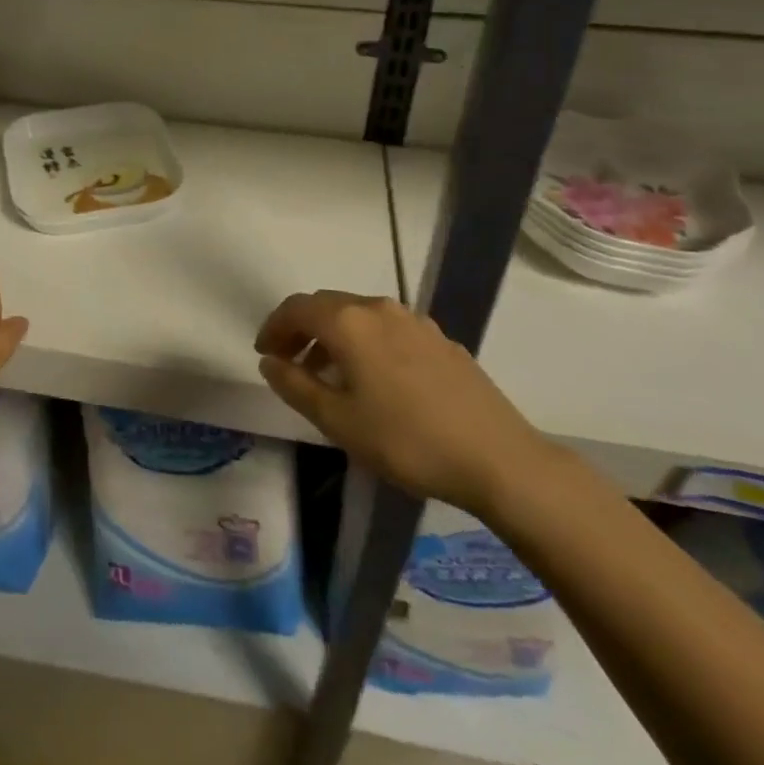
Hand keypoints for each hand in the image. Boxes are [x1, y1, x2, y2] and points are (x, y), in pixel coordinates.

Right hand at [255, 290, 553, 517]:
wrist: (498, 458)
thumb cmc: (407, 441)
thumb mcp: (339, 421)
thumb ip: (295, 386)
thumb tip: (269, 362)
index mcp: (349, 322)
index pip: (296, 308)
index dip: (273, 327)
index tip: (264, 353)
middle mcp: (378, 308)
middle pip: (326, 305)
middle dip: (301, 329)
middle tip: (290, 362)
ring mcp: (414, 320)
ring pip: (359, 315)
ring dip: (334, 336)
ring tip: (329, 375)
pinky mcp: (440, 339)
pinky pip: (388, 329)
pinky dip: (366, 343)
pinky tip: (376, 380)